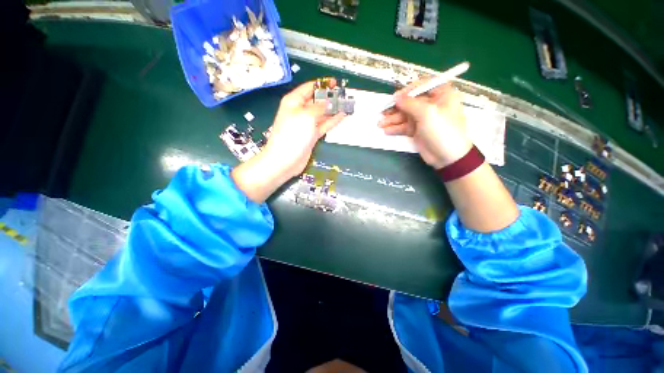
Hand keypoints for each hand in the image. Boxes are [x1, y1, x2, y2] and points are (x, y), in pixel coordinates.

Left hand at [231, 80, 344, 202]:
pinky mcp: (311, 135)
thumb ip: (319, 107)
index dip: (322, 85)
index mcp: (294, 101)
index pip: (309, 88)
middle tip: (343, 95)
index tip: (335, 83)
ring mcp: (306, 124)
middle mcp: (300, 111)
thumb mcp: (306, 115)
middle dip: (329, 97)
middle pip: (317, 101)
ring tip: (346, 104)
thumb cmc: (291, 135)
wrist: (285, 160)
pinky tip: (341, 116)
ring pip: (322, 113)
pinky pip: (323, 125)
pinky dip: (332, 121)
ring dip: (333, 109)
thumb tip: (329, 101)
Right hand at [378, 81, 471, 168]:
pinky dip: (395, 128)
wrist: (447, 156)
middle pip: (409, 102)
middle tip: (382, 113)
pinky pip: (404, 126)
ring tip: (380, 124)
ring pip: (405, 115)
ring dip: (392, 119)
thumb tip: (396, 97)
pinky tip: (386, 130)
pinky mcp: (417, 130)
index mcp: (440, 94)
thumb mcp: (427, 113)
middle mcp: (431, 104)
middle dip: (395, 108)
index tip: (394, 98)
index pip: (421, 86)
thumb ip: (410, 103)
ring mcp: (423, 118)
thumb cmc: (442, 130)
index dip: (406, 91)